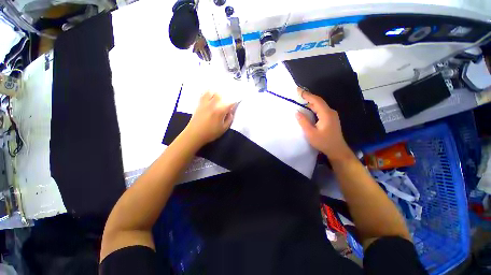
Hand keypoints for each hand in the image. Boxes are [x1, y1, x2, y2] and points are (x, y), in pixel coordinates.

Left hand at [182, 91, 235, 147]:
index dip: (234, 103)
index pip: (230, 103)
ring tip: (217, 99)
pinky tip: (209, 97)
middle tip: (225, 103)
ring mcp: (205, 103)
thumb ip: (229, 119)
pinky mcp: (199, 104)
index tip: (235, 105)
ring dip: (215, 94)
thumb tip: (230, 113)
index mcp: (220, 111)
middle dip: (224, 98)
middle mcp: (213, 104)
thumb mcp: (223, 129)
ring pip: (211, 92)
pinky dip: (207, 94)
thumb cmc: (210, 133)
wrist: (194, 134)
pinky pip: (203, 95)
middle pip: (220, 95)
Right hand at [295, 87, 351, 161]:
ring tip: (300, 101)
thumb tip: (297, 112)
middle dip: (308, 97)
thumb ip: (303, 122)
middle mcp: (330, 112)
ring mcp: (331, 115)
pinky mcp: (330, 118)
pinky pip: (321, 110)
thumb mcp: (310, 133)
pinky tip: (308, 110)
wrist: (337, 149)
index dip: (307, 95)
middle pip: (318, 101)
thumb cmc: (323, 142)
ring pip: (320, 106)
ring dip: (310, 103)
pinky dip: (313, 108)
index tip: (298, 90)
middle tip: (298, 95)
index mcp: (326, 114)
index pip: (316, 101)